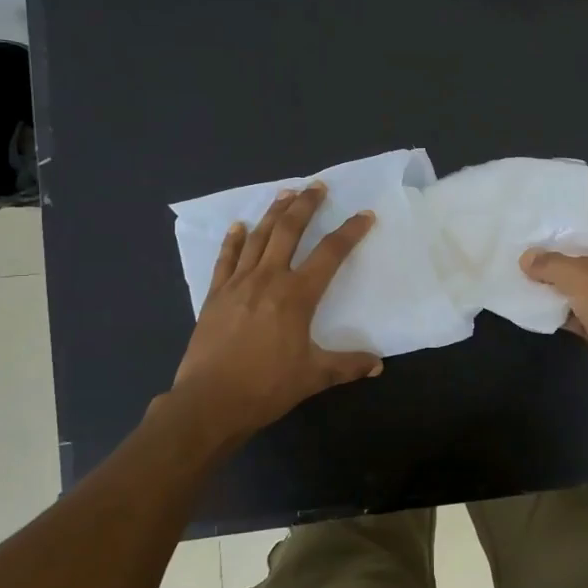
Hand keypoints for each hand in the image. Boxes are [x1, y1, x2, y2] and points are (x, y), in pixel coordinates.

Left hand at [171, 183, 381, 435]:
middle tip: (317, 186)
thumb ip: (347, 366)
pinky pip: (226, 259)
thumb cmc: (266, 386)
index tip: (364, 215)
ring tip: (285, 193)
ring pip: (258, 237)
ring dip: (273, 213)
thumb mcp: (314, 376)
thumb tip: (377, 365)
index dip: (350, 232)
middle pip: (289, 231)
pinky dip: (233, 240)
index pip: (330, 254)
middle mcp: (268, 279)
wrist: (210, 401)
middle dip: (306, 205)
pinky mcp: (215, 295)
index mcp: (297, 295)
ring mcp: (238, 284)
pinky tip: (239, 226)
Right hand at [521, 206, 587, 394]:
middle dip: (554, 247)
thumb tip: (526, 258)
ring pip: (577, 280)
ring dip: (553, 279)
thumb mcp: (580, 276)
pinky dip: (557, 307)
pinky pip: (576, 308)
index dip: (569, 213)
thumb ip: (550, 264)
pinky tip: (531, 303)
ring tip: (519, 269)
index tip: (539, 214)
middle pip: (583, 249)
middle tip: (522, 242)